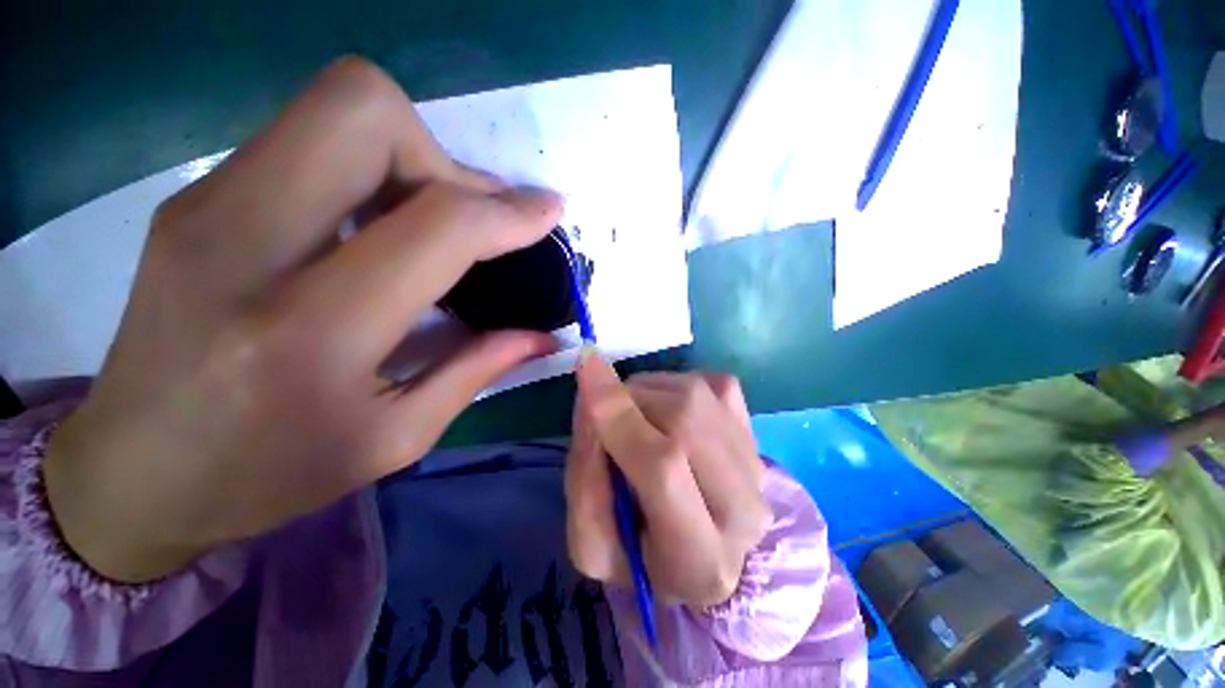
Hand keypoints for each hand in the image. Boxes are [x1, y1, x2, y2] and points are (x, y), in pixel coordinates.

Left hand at [44, 57, 563, 582]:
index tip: (548, 211)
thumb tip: (543, 334)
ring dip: (408, 156)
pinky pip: (305, 141)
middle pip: (364, 111)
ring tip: (429, 221)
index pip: (436, 226)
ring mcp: (207, 207)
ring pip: (333, 110)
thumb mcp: (395, 438)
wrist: (130, 473)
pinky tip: (377, 227)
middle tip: (466, 215)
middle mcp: (245, 244)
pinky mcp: (195, 198)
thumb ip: (477, 369)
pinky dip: (366, 170)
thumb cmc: (266, 474)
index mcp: (310, 331)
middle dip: (442, 155)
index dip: (507, 211)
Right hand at [565, 354, 771, 607]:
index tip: (586, 364)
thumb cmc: (639, 557)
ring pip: (694, 394)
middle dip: (628, 403)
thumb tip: (590, 397)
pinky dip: (672, 385)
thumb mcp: (591, 544)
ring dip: (648, 392)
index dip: (619, 414)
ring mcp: (755, 461)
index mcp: (698, 557)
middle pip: (682, 419)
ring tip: (634, 418)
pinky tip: (664, 411)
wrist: (700, 552)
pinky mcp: (754, 429)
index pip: (662, 467)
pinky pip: (709, 382)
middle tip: (605, 415)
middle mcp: (743, 506)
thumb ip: (585, 475)